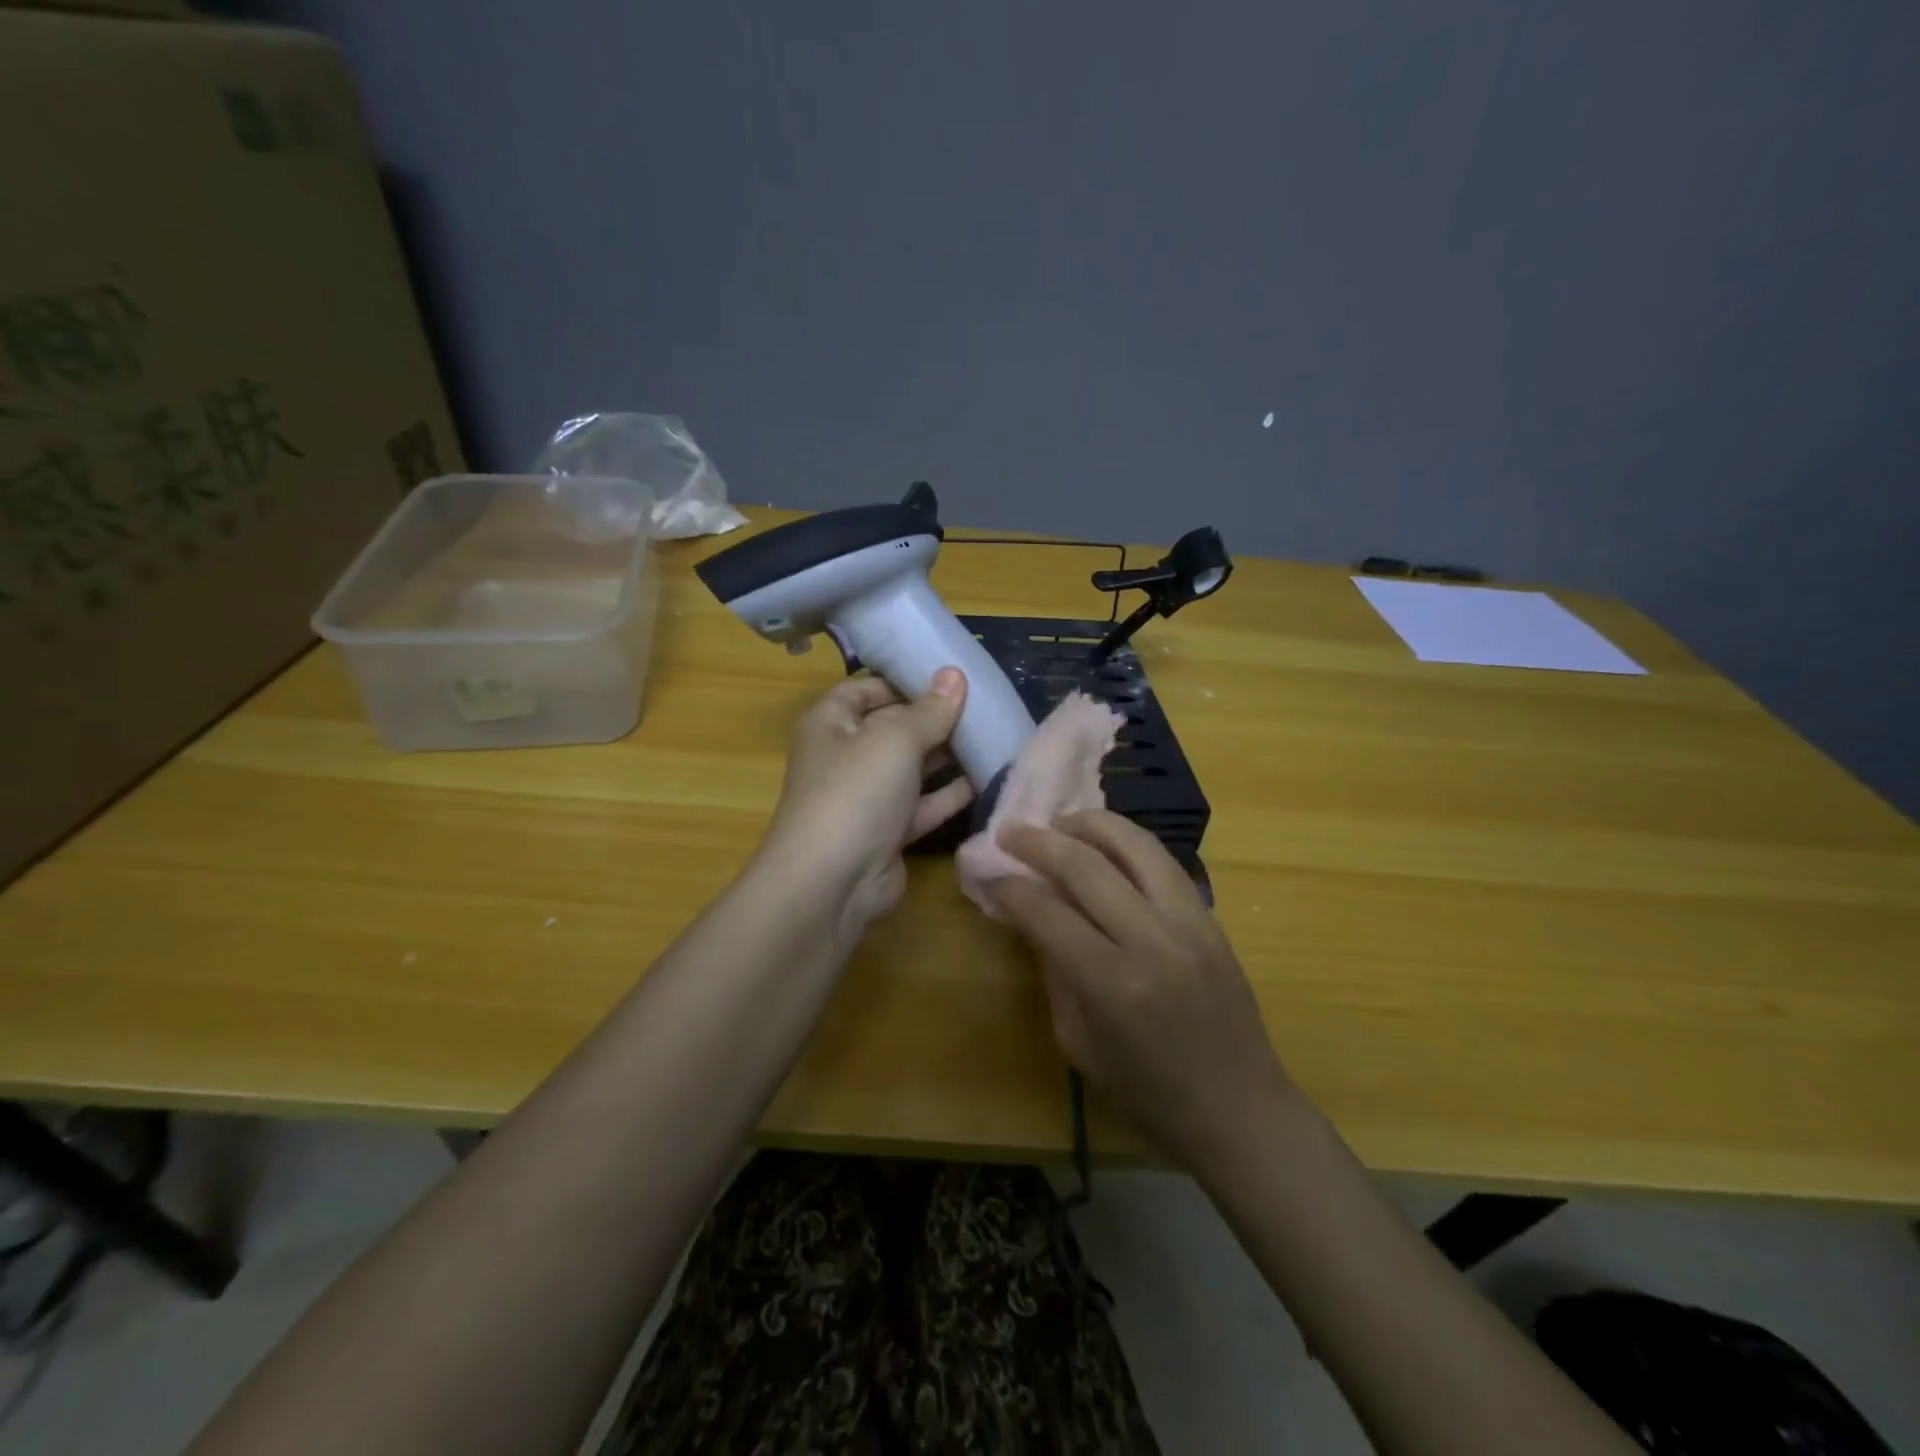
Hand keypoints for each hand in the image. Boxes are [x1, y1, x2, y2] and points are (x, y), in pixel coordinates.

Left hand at [760, 668, 973, 933]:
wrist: (831, 883)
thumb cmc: (855, 791)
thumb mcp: (895, 739)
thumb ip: (930, 710)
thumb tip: (954, 674)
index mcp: (830, 723)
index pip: (865, 689)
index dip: (903, 681)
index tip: (948, 677)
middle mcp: (845, 756)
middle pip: (893, 727)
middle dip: (934, 718)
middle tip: (984, 705)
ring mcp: (866, 798)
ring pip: (912, 768)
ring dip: (948, 755)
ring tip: (993, 736)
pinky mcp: (888, 833)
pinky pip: (923, 805)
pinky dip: (950, 794)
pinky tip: (987, 778)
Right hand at [992, 810, 1293, 1177]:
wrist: (1239, 1108)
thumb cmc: (1148, 1093)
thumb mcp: (1079, 1043)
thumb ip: (1054, 971)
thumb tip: (1030, 916)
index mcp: (1112, 984)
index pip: (1048, 913)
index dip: (1011, 889)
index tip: (991, 877)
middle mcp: (1152, 941)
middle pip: (1086, 866)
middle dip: (1039, 842)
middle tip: (1010, 831)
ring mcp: (1189, 923)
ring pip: (1134, 846)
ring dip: (1090, 824)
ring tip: (1060, 823)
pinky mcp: (1211, 918)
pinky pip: (1164, 862)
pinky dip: (1129, 842)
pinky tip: (1106, 842)